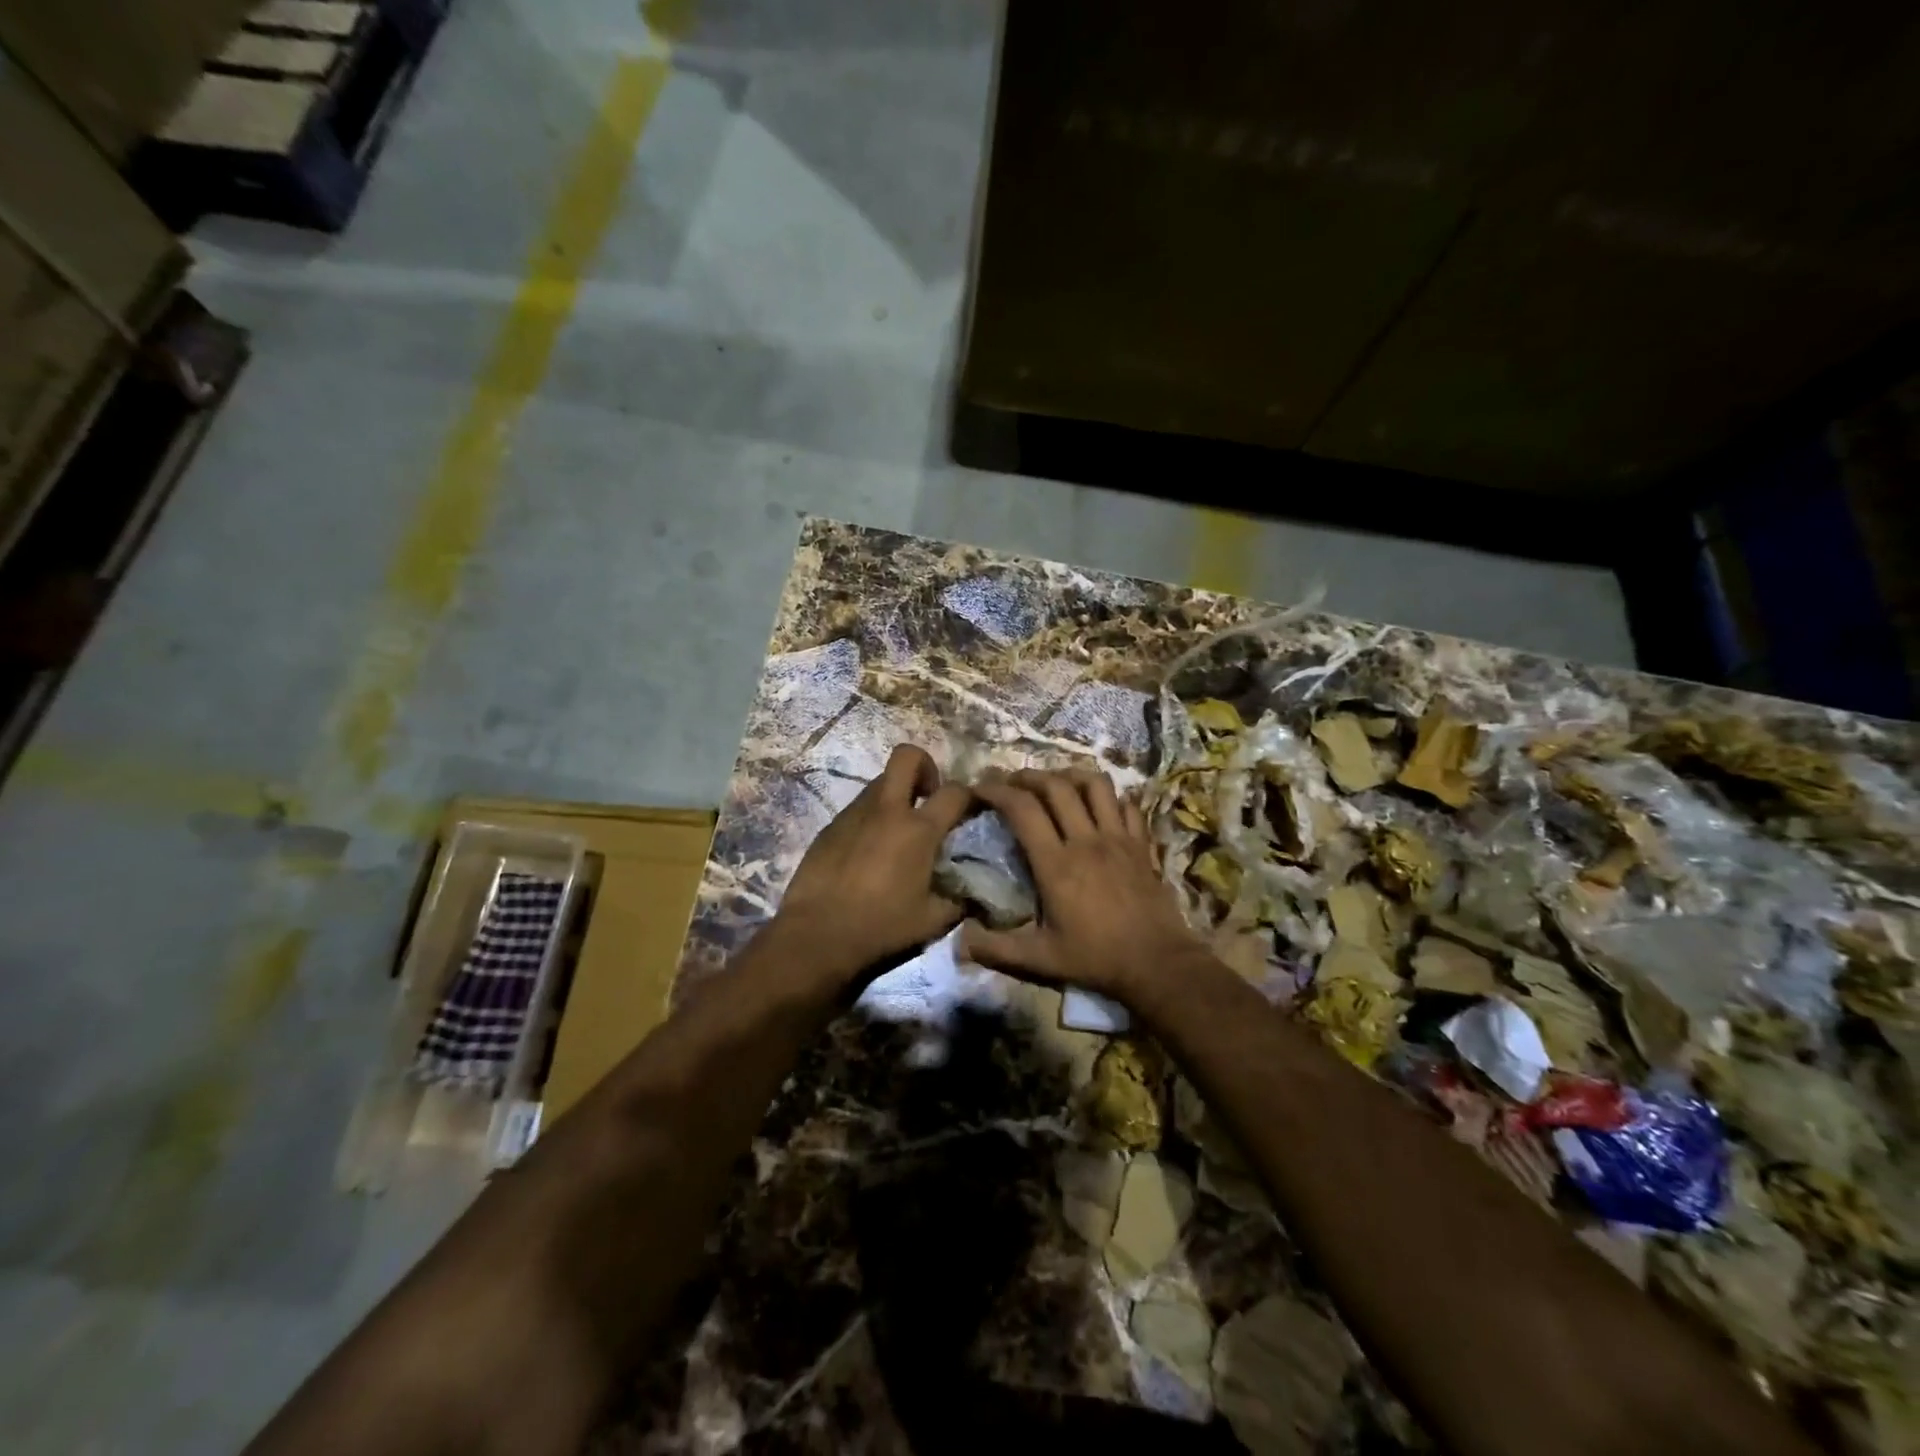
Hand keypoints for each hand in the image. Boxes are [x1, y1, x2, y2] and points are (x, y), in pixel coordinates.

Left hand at [774, 744, 972, 983]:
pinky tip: (868, 853)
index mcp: (918, 830)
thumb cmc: (881, 927)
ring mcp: (854, 814)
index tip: (972, 810)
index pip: (955, 792)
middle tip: (928, 798)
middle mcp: (887, 810)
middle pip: (907, 755)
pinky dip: (871, 819)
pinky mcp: (830, 827)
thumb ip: (959, 901)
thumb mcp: (932, 921)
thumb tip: (973, 894)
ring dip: (896, 795)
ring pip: (880, 782)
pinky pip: (858, 809)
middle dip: (925, 766)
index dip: (970, 795)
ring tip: (898, 832)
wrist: (816, 936)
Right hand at [961, 769, 1200, 1002]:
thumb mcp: (1040, 960)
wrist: (1158, 963)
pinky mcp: (1142, 844)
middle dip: (1028, 776)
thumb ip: (996, 949)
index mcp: (1056, 864)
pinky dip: (1110, 797)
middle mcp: (1086, 841)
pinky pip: (1127, 804)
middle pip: (1056, 786)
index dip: (997, 791)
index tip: (980, 787)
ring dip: (1070, 776)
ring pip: (1095, 785)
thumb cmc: (1096, 959)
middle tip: (1011, 782)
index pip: (1022, 809)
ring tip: (1055, 783)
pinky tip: (1099, 806)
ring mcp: (1118, 838)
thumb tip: (960, 940)